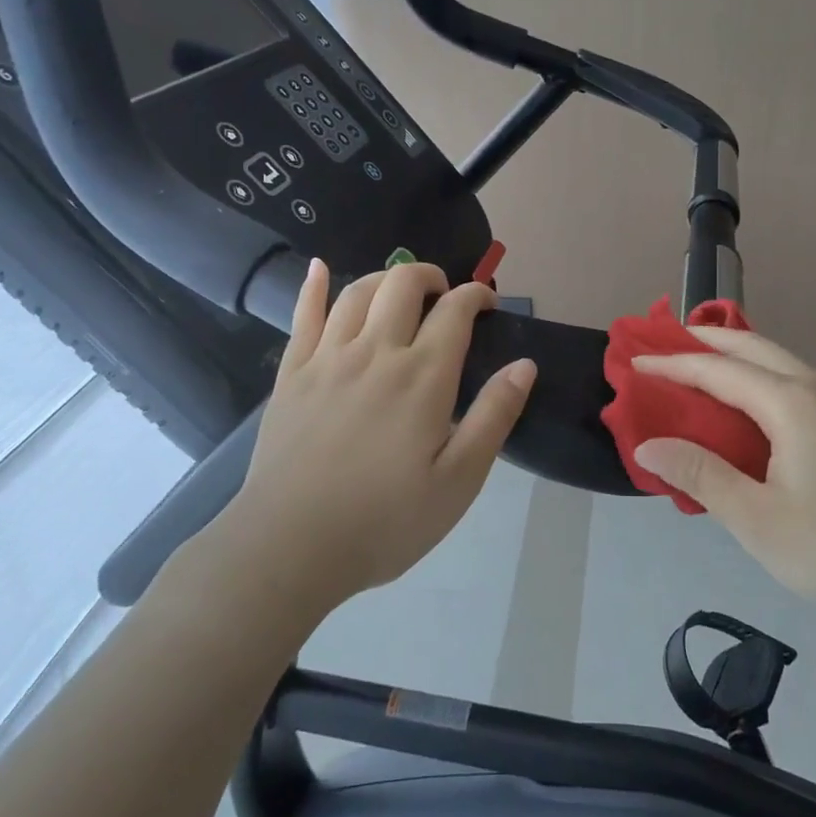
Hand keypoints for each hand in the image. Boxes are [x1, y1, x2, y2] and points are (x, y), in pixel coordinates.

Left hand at [209, 258, 535, 613]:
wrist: (290, 547)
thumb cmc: (385, 521)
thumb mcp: (459, 480)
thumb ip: (494, 416)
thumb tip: (525, 364)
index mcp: (422, 376)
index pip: (455, 311)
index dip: (476, 296)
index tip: (488, 305)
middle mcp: (376, 352)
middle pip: (403, 284)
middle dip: (431, 276)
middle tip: (444, 295)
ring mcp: (327, 359)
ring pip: (357, 291)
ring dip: (385, 278)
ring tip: (399, 290)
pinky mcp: (291, 374)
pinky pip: (302, 314)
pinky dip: (313, 285)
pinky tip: (320, 268)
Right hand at [632, 329, 815, 628]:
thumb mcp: (760, 522)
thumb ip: (701, 476)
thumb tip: (648, 443)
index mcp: (791, 403)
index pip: (717, 370)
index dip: (672, 366)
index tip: (634, 365)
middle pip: (753, 346)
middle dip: (707, 339)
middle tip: (666, 342)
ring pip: (780, 362)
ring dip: (737, 356)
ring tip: (703, 366)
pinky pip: (798, 383)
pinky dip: (762, 378)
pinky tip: (755, 408)